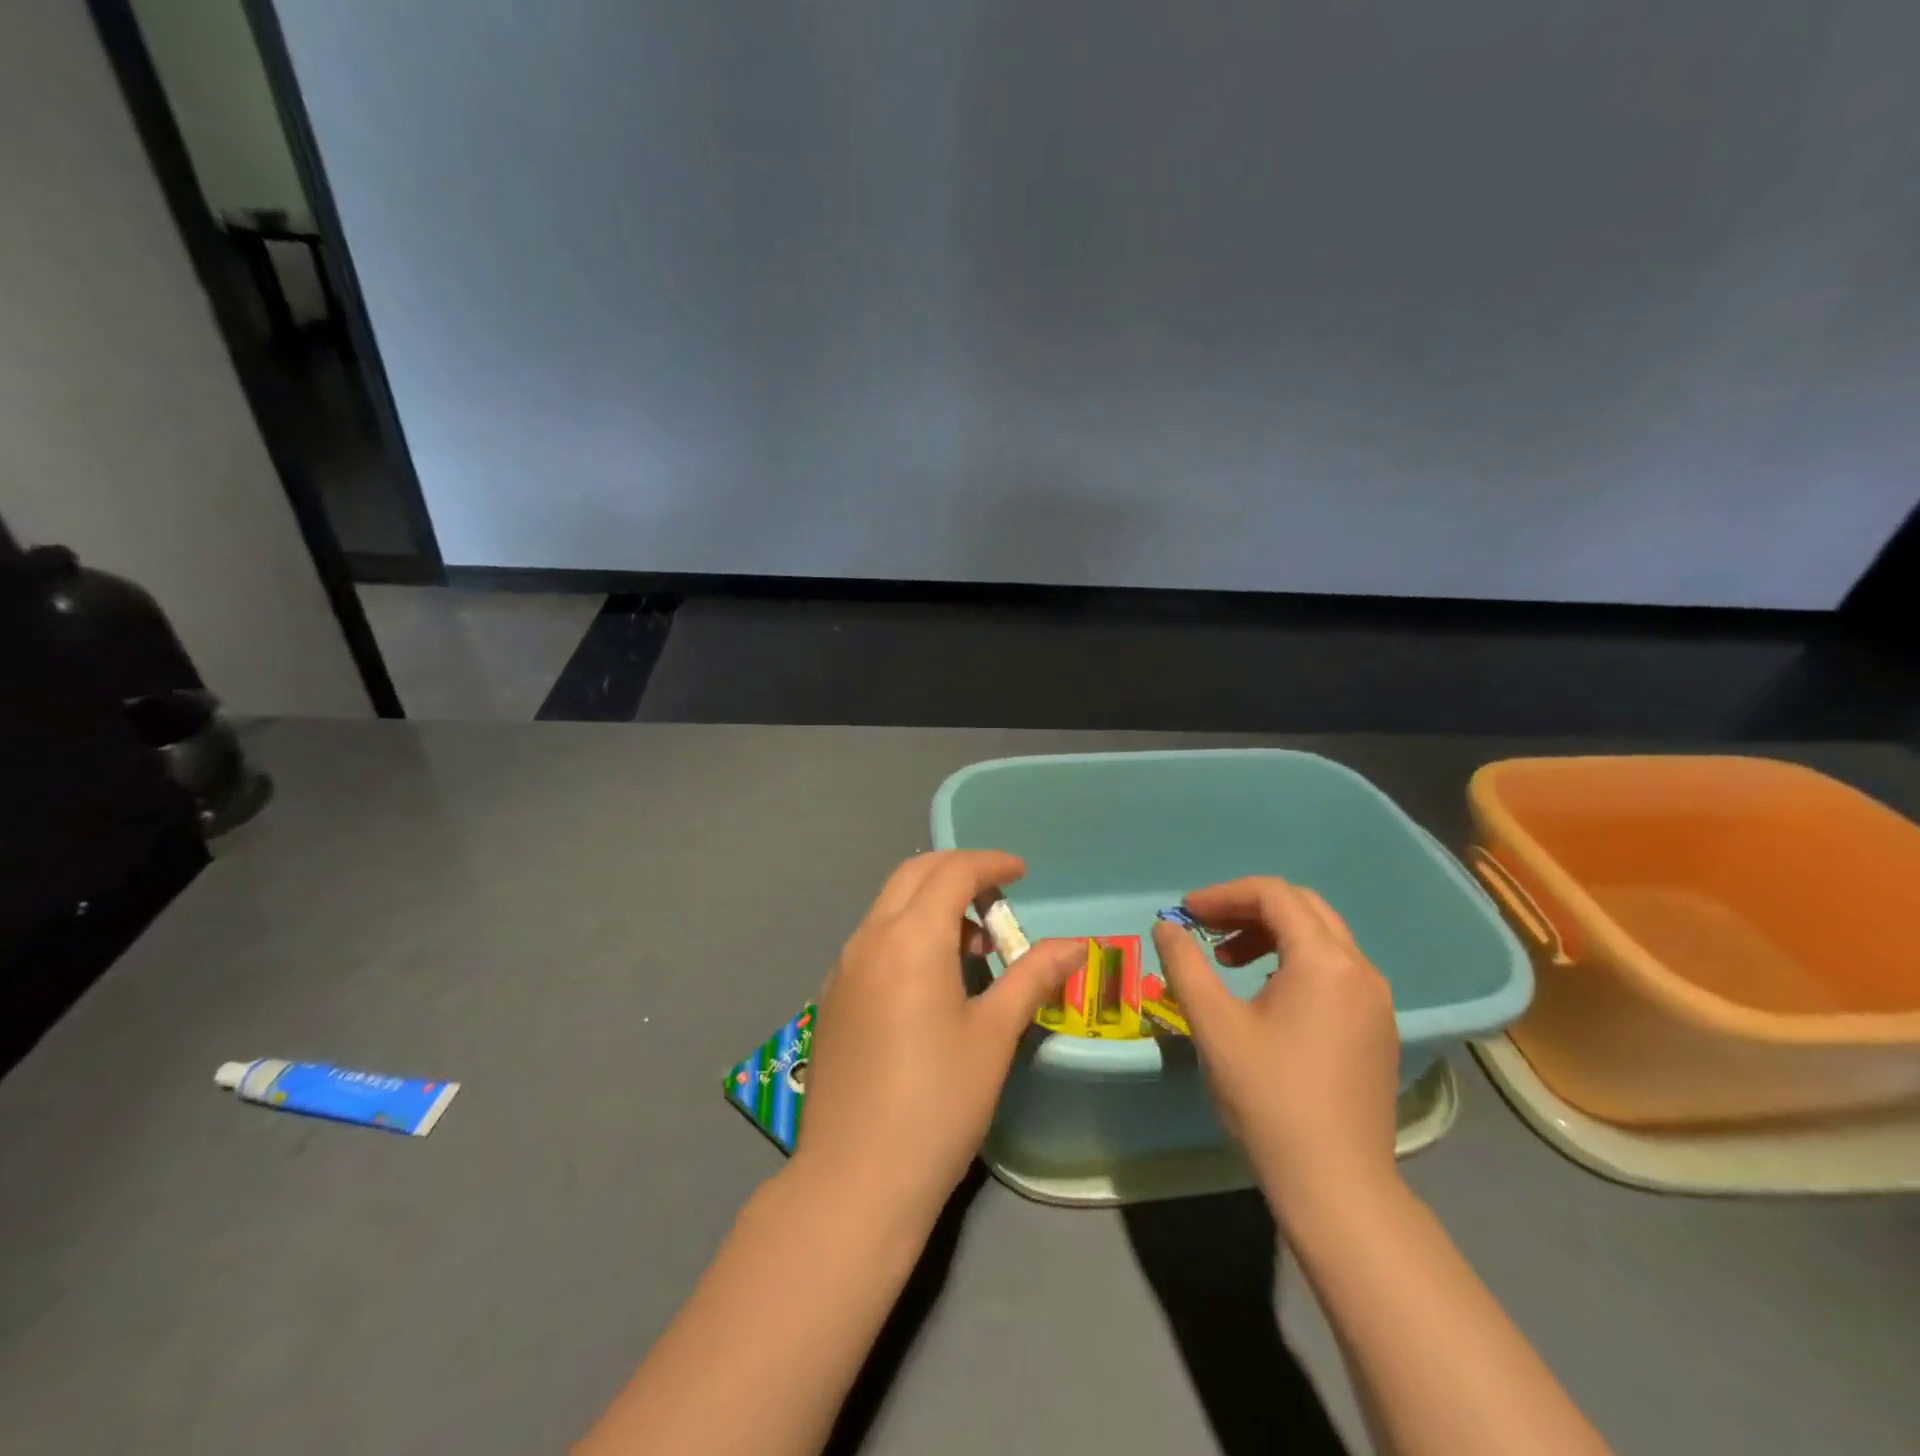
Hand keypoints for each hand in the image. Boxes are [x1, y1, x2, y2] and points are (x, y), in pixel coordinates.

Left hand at [795, 850, 1082, 1227]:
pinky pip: (873, 939)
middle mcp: (869, 938)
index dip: (990, 864)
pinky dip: (906, 932)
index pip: (952, 872)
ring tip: (974, 947)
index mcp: (911, 938)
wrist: (855, 1180)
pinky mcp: (832, 997)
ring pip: (889, 905)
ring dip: (931, 903)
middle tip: (999, 899)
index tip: (1022, 873)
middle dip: (958, 872)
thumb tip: (1076, 945)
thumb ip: (1033, 977)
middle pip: (913, 874)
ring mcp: (843, 967)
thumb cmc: (938, 1103)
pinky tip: (931, 980)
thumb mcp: (994, 1035)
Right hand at [1152, 877, 1400, 1219]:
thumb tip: (1166, 927)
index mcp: (1324, 961)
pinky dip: (1295, 961)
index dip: (1224, 894)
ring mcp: (1376, 1000)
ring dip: (1271, 934)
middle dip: (1248, 908)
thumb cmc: (1269, 1098)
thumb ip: (1185, 965)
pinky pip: (1335, 969)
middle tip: (1205, 928)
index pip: (1273, 895)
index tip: (1186, 913)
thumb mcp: (1213, 1025)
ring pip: (1321, 937)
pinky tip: (1266, 993)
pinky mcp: (1377, 1028)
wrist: (1336, 1184)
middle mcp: (1360, 969)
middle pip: (1302, 907)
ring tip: (1228, 962)